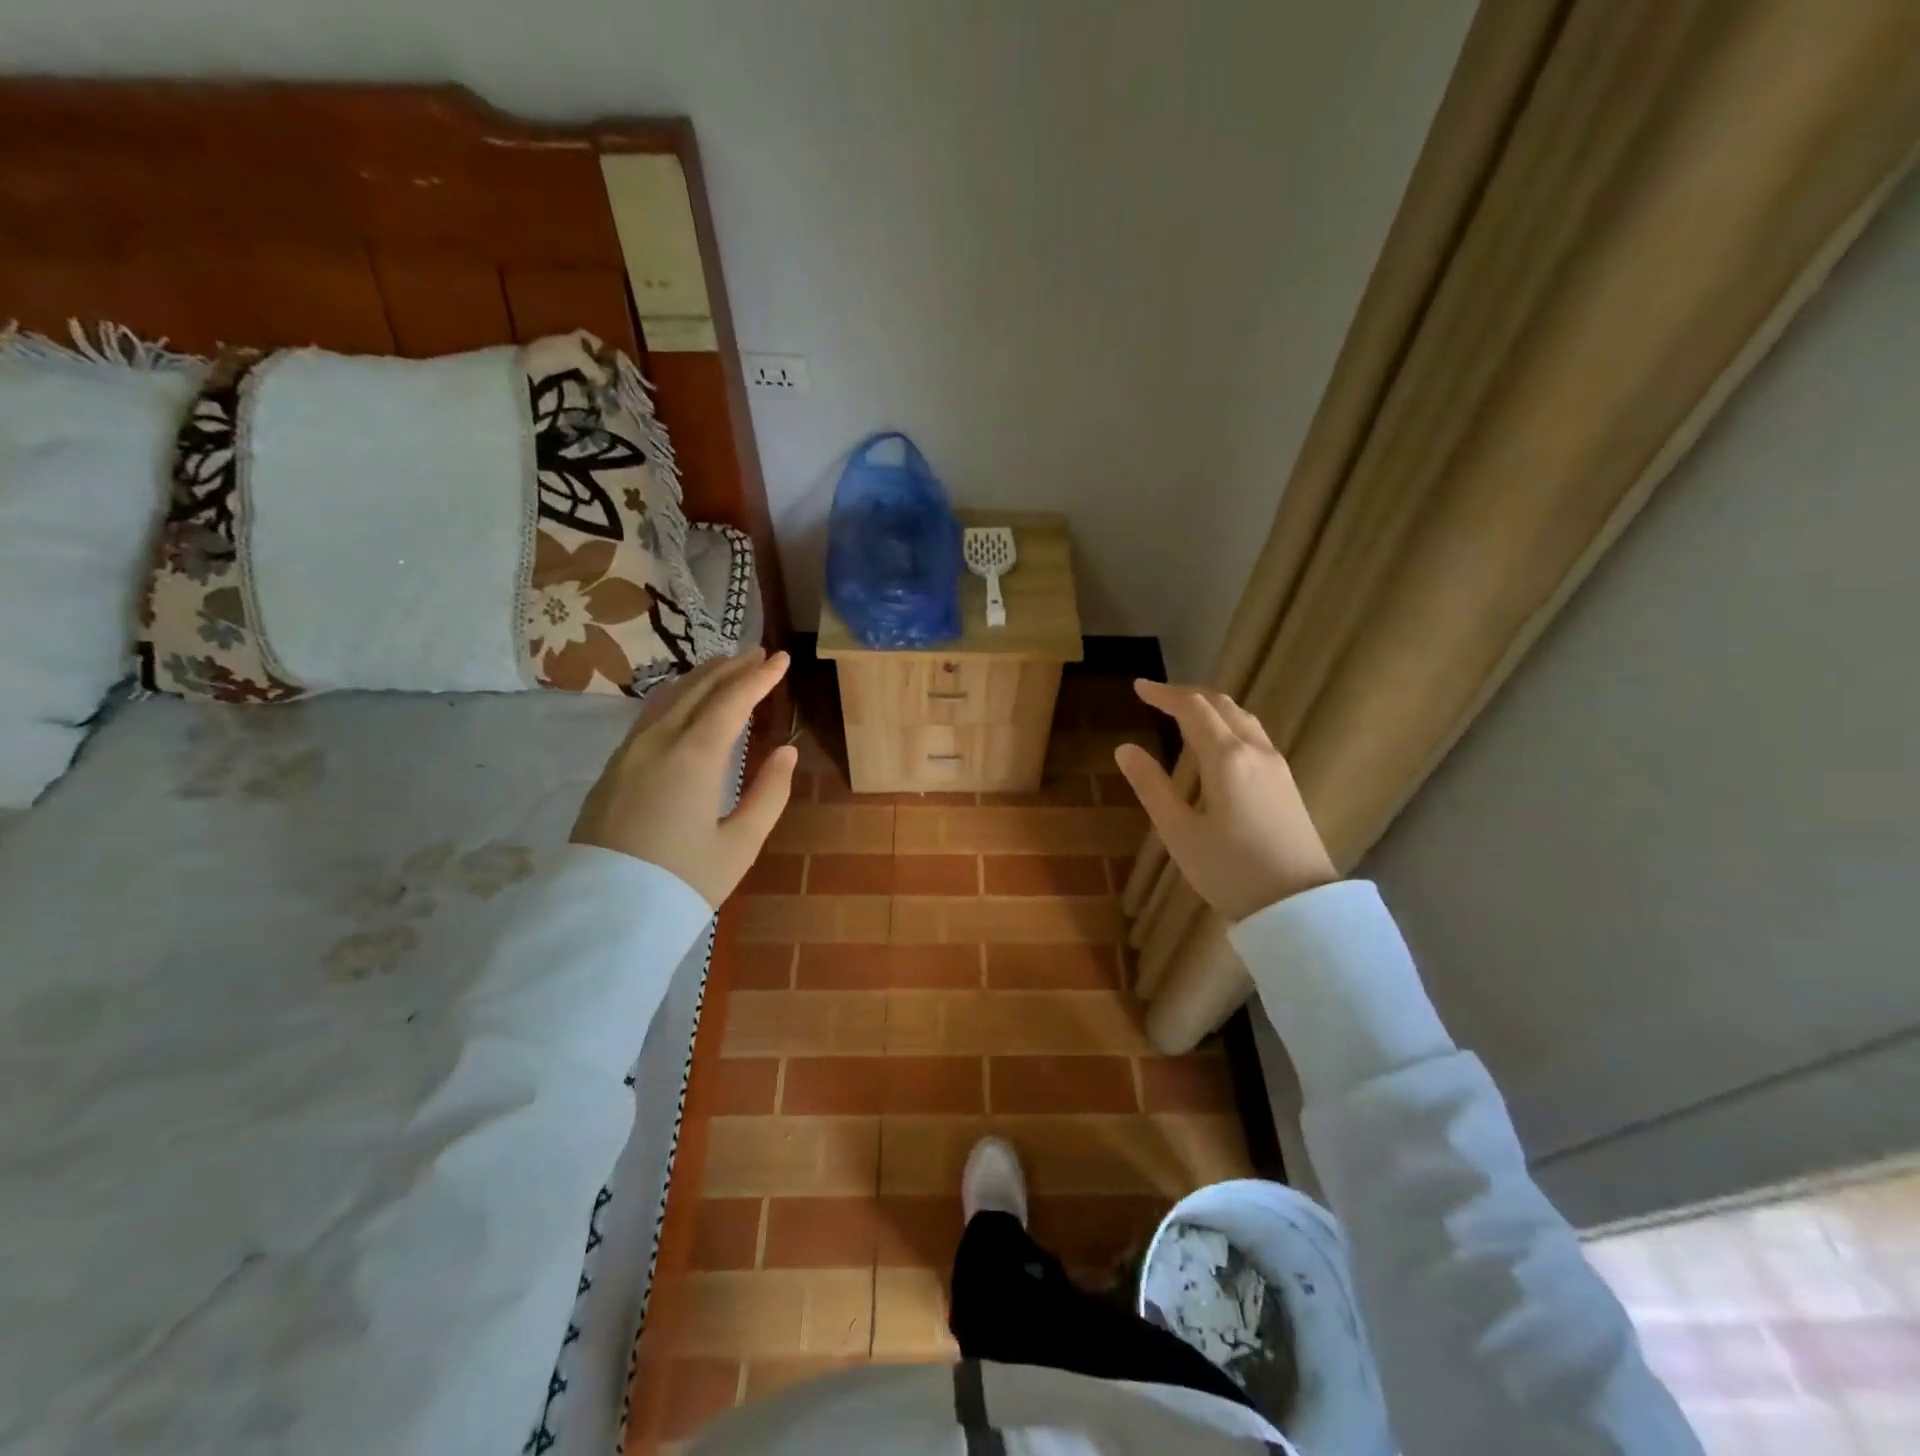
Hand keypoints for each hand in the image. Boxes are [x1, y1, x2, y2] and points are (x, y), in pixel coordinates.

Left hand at [571, 649, 798, 906]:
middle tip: (758, 653)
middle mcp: (659, 741)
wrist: (605, 915)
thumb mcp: (741, 844)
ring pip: (669, 697)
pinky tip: (686, 701)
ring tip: (727, 667)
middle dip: (731, 667)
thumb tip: (785, 752)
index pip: (732, 700)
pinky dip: (678, 696)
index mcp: (695, 756)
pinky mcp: (614, 767)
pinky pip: (651, 715)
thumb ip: (769, 793)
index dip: (760, 677)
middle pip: (698, 689)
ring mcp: (629, 752)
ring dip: (702, 677)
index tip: (782, 658)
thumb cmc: (683, 881)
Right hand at [1114, 680, 1336, 923]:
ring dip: (1212, 707)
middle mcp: (1255, 750)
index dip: (1164, 694)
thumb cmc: (1230, 870)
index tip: (1139, 687)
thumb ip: (1151, 786)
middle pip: (1222, 705)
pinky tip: (1220, 743)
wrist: (1299, 906)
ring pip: (1243, 718)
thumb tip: (1124, 749)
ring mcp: (1276, 766)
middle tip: (1158, 697)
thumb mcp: (1179, 832)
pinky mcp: (1286, 783)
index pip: (1192, 708)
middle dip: (1188, 695)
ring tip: (1186, 713)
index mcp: (1226, 757)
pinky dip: (1230, 723)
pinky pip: (1255, 735)